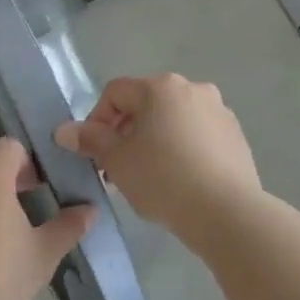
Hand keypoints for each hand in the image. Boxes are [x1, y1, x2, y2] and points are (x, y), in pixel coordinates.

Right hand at [55, 74, 260, 238]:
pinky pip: (197, 136)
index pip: (115, 93)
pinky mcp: (235, 137)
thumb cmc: (162, 179)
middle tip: (117, 168)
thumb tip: (63, 130)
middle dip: (125, 133)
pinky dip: (181, 150)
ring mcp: (219, 111)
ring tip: (147, 178)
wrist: (226, 212)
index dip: (96, 120)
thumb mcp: (117, 160)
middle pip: (145, 105)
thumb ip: (90, 140)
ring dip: (153, 141)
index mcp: (160, 87)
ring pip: (172, 121)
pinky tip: (178, 181)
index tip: (95, 153)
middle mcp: (193, 89)